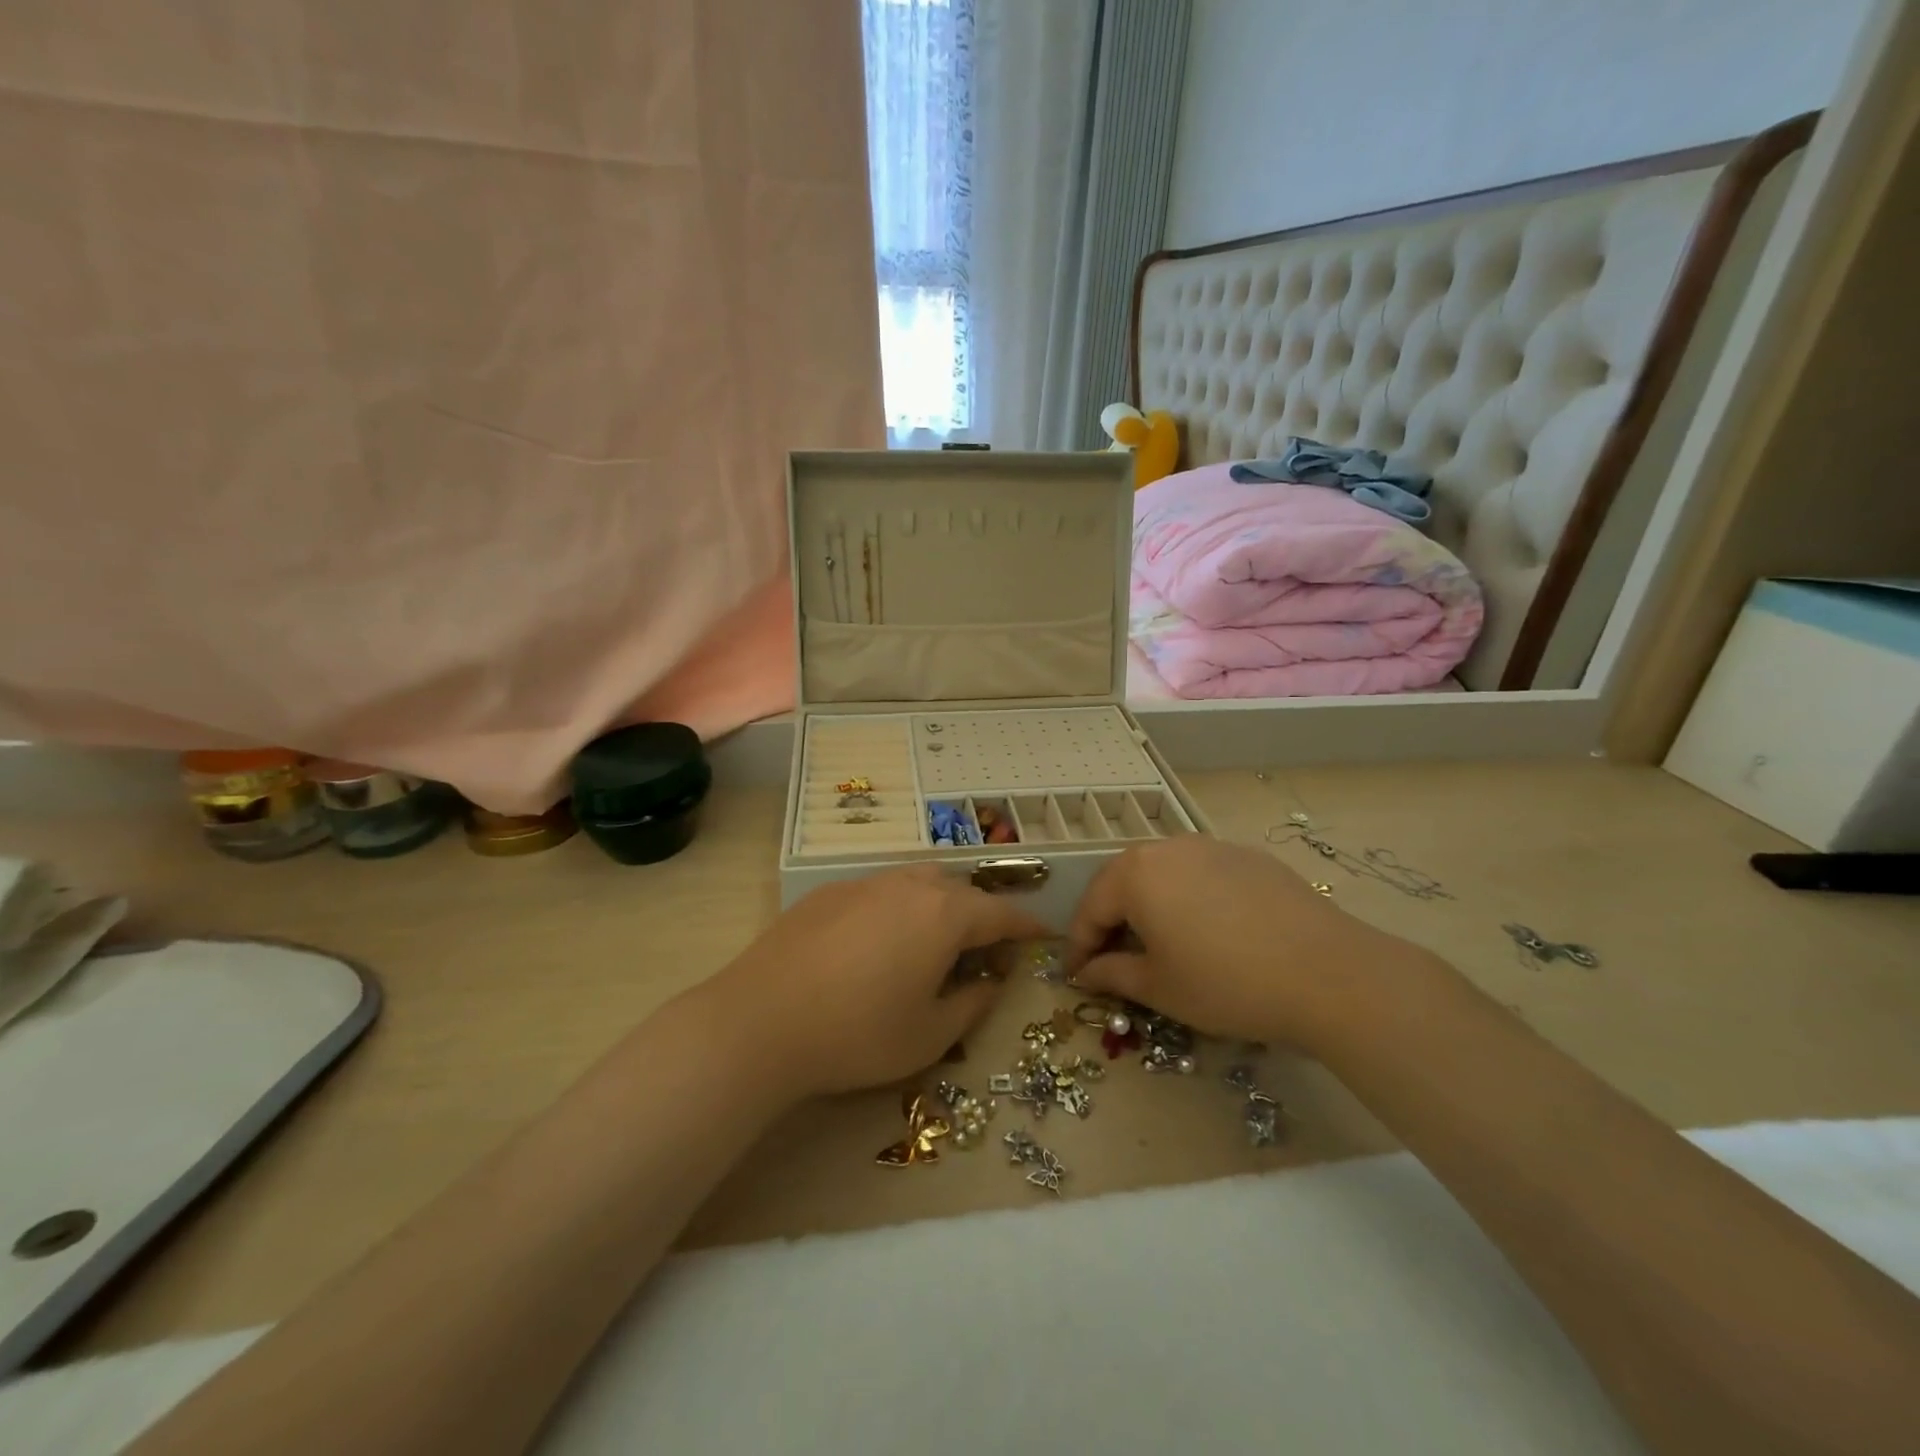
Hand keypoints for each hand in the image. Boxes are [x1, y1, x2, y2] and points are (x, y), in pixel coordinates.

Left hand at [707, 867, 1047, 1098]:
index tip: (1042, 934)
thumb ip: (971, 1003)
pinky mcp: (829, 892)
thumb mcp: (929, 1034)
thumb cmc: (858, 1033)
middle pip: (960, 891)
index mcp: (944, 915)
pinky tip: (880, 942)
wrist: (761, 1019)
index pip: (1000, 914)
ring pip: (919, 882)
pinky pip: (881, 890)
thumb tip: (990, 982)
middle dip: (981, 914)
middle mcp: (909, 886)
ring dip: (940, 904)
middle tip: (986, 947)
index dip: (1026, 925)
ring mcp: (866, 883)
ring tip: (936, 940)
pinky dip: (899, 908)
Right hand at [1066, 837, 1432, 1051]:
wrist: (1328, 974)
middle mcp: (1167, 847)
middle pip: (1123, 884)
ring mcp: (1211, 847)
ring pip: (1163, 876)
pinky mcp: (1248, 857)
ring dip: (1149, 907)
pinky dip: (1188, 900)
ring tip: (1158, 945)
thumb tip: (1086, 973)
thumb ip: (1112, 974)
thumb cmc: (1226, 984)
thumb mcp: (1159, 988)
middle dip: (1111, 922)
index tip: (1075, 977)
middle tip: (1111, 961)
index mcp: (1135, 873)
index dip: (1078, 946)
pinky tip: (1207, 933)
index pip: (1090, 909)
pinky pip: (1201, 875)